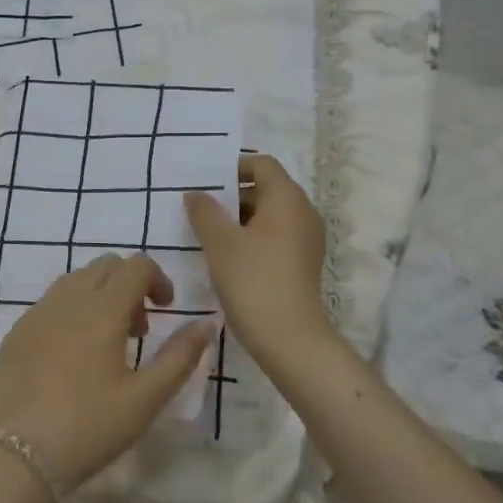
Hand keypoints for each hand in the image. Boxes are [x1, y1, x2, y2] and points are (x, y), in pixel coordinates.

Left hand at [0, 254, 217, 493]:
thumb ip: (180, 356)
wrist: (16, 456)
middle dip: (129, 285)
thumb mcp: (146, 397)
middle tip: (138, 331)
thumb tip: (206, 323)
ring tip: (107, 343)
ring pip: (75, 281)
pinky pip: (50, 303)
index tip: (166, 311)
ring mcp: (36, 313)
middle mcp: (67, 299)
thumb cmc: (90, 427)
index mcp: (102, 309)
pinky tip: (72, 357)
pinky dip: (71, 311)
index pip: (136, 265)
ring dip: (99, 296)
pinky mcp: (16, 333)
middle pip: (105, 266)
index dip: (158, 279)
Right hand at [185, 154, 335, 366]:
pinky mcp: (303, 262)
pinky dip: (252, 238)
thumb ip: (204, 212)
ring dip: (239, 219)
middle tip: (199, 210)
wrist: (289, 338)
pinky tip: (227, 257)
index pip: (262, 164)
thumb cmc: (253, 280)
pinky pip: (275, 236)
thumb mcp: (220, 243)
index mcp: (287, 198)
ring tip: (208, 234)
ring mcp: (306, 239)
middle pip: (266, 188)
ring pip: (269, 215)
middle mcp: (303, 212)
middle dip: (232, 195)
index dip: (233, 167)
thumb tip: (196, 194)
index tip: (205, 184)